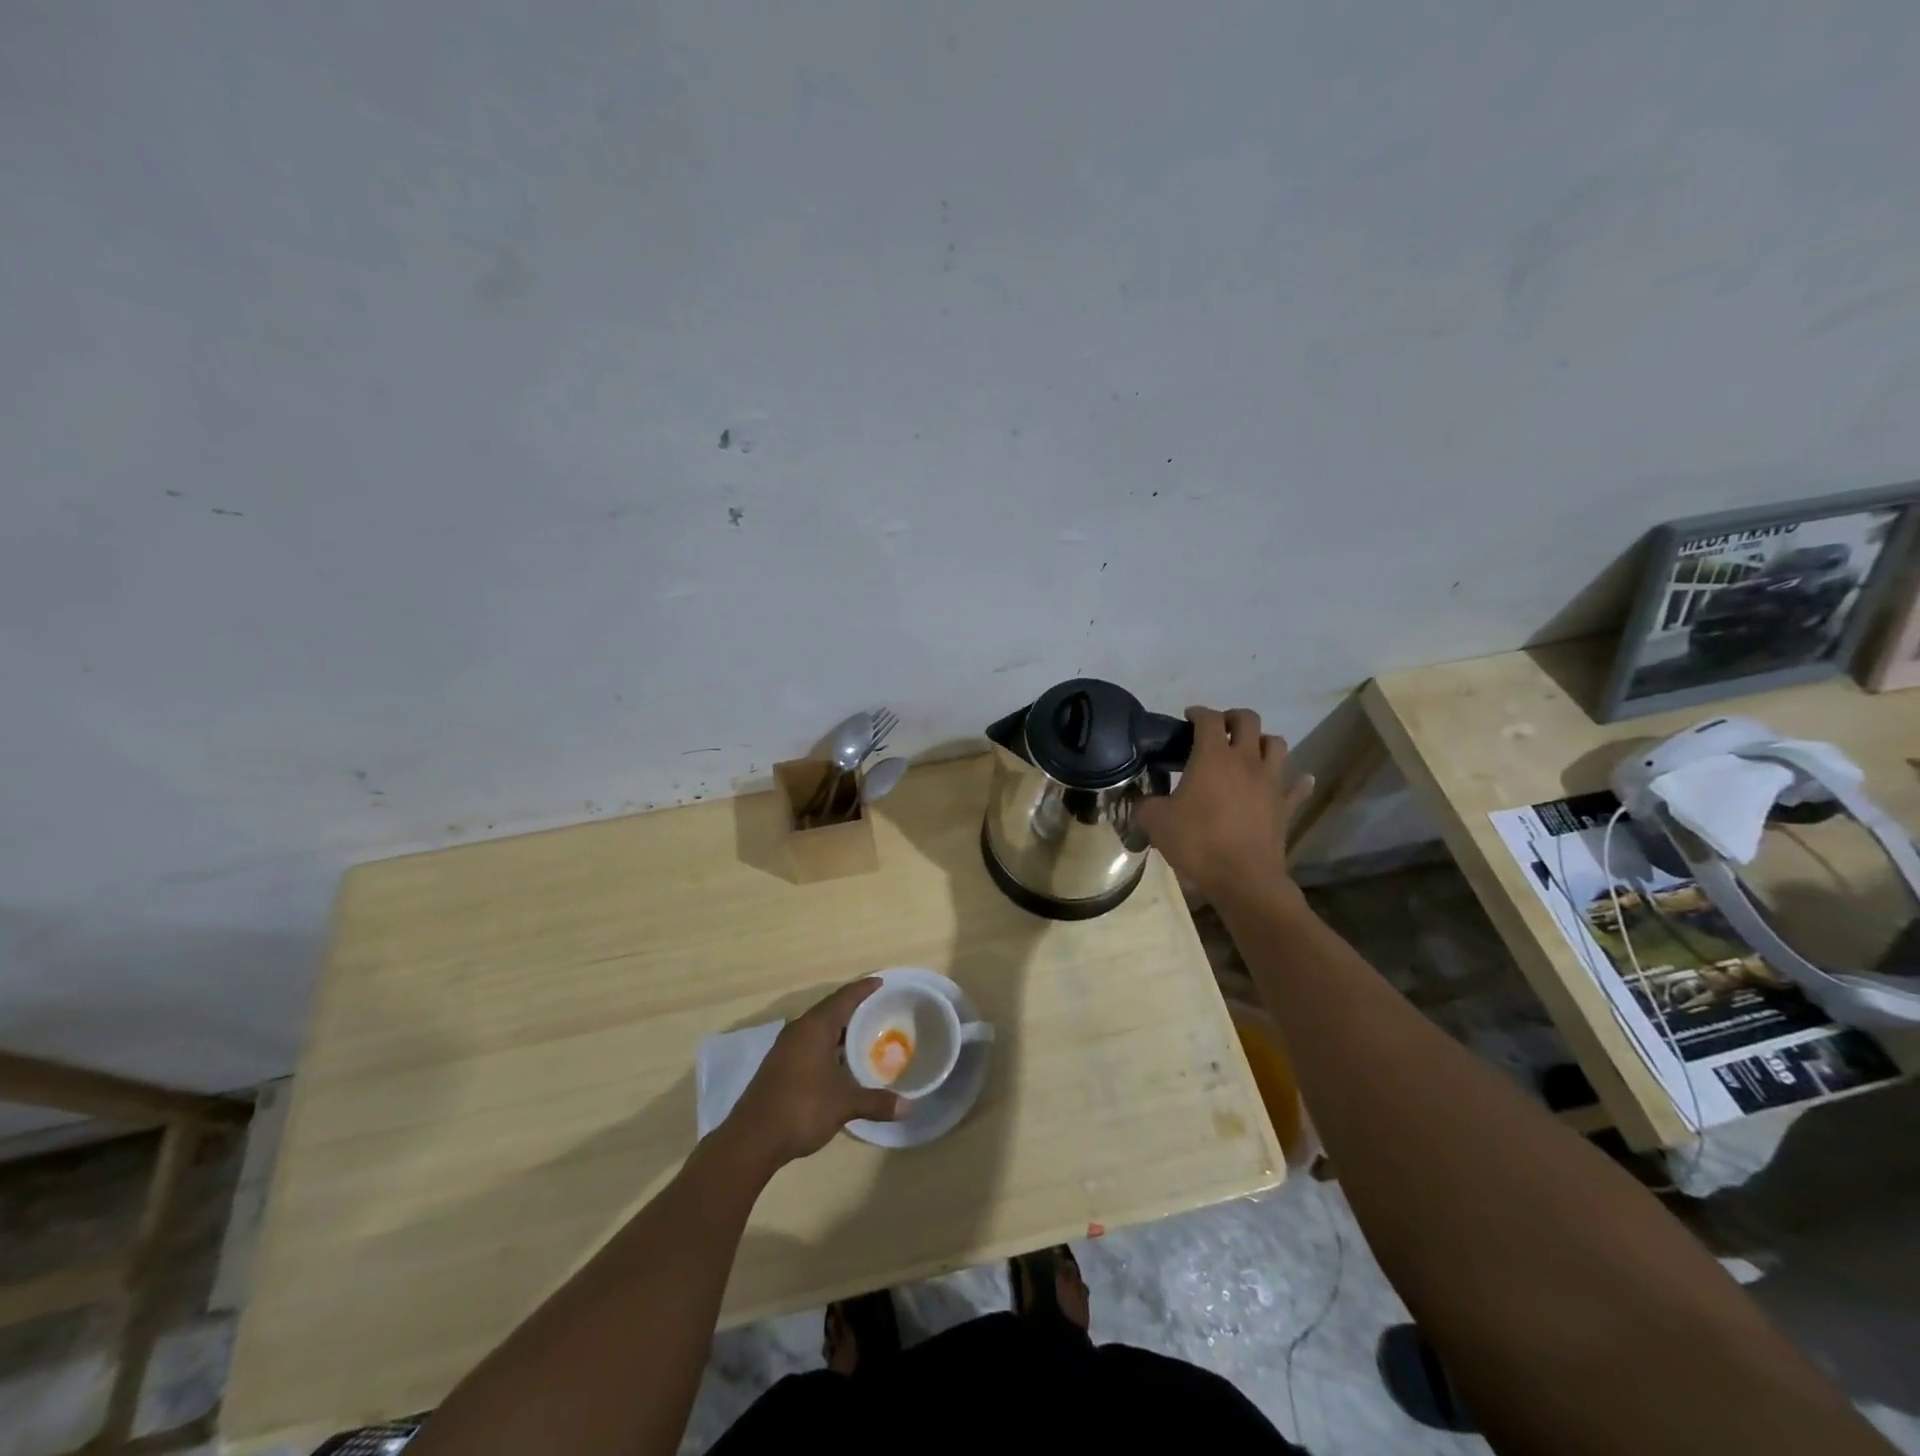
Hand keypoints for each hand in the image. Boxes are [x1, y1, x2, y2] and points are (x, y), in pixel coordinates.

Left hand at [723, 979, 906, 1170]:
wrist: (752, 1140)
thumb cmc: (802, 1109)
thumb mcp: (844, 1104)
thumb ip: (877, 1102)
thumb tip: (909, 1107)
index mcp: (815, 1027)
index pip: (844, 998)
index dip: (863, 989)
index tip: (882, 982)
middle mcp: (799, 1030)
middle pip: (831, 1009)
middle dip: (854, 1008)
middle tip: (880, 1008)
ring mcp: (786, 1048)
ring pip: (819, 1028)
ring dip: (840, 1029)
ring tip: (866, 1033)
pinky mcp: (780, 1065)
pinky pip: (810, 1043)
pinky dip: (829, 1045)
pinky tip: (841, 1061)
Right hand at [1134, 706, 1311, 906]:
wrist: (1243, 878)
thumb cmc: (1197, 842)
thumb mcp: (1155, 821)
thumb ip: (1144, 804)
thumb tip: (1139, 799)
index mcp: (1213, 757)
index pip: (1209, 719)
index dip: (1198, 713)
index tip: (1188, 718)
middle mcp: (1246, 760)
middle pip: (1248, 720)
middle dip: (1233, 717)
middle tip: (1219, 729)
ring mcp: (1271, 781)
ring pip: (1276, 744)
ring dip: (1262, 741)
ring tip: (1248, 751)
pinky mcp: (1286, 805)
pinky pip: (1297, 786)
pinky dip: (1297, 780)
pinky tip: (1297, 779)